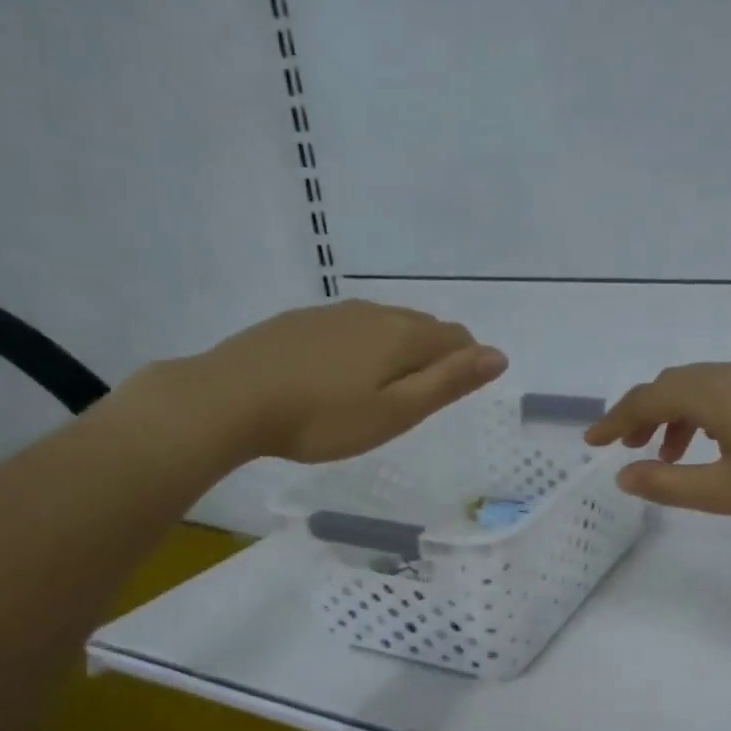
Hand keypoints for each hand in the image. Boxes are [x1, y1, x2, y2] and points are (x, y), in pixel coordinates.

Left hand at [145, 301, 507, 468]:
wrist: (231, 398)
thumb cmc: (323, 418)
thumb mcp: (396, 411)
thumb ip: (449, 383)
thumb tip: (499, 356)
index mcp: (403, 335)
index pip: (456, 338)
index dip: (468, 362)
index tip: (457, 393)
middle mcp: (374, 313)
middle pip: (423, 327)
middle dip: (436, 354)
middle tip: (424, 396)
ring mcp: (334, 313)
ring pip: (386, 324)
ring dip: (400, 349)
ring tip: (388, 386)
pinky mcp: (301, 321)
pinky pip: (352, 327)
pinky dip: (365, 346)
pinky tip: (344, 372)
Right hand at [584, 360, 730, 522]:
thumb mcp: (725, 492)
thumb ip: (668, 483)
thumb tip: (623, 475)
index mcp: (712, 393)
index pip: (647, 398)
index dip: (614, 420)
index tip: (592, 442)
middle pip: (671, 385)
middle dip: (642, 415)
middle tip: (628, 448)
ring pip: (701, 388)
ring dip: (674, 417)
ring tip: (669, 456)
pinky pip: (727, 392)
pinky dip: (704, 414)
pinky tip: (716, 445)